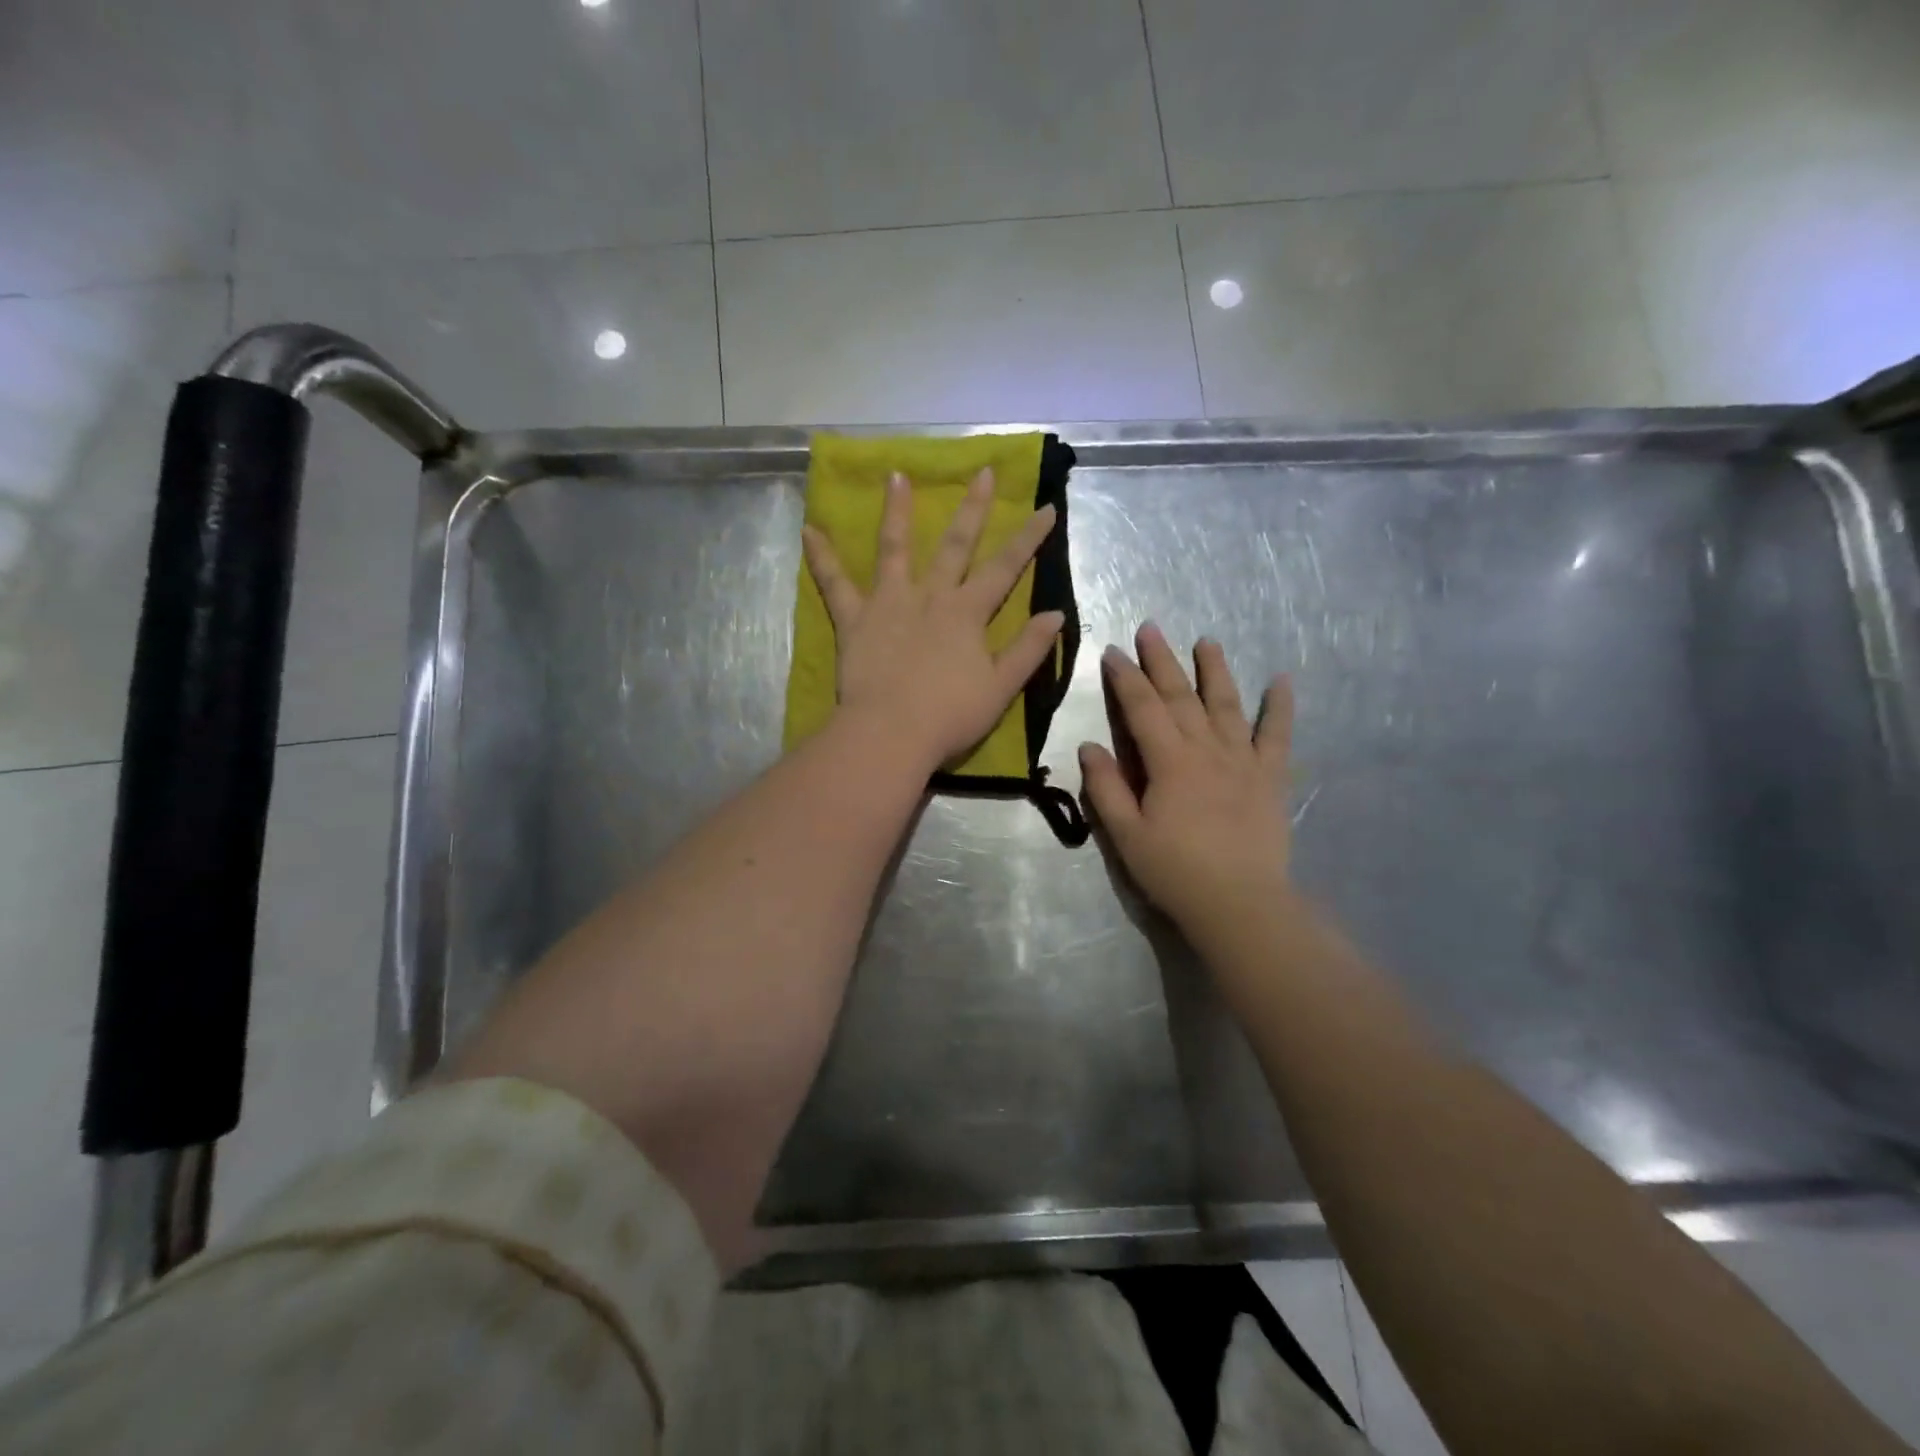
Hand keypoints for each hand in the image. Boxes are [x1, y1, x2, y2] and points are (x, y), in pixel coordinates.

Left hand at [802, 469, 1063, 769]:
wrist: (891, 733)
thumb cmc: (950, 716)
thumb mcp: (1001, 688)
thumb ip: (1028, 649)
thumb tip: (1056, 615)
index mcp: (967, 614)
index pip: (1005, 568)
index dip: (1028, 539)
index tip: (1046, 508)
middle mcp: (930, 597)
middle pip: (954, 545)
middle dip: (973, 508)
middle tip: (983, 472)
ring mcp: (889, 603)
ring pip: (894, 548)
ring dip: (896, 511)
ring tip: (896, 475)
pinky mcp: (855, 619)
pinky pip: (835, 584)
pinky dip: (822, 558)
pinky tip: (809, 530)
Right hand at [1080, 623, 1293, 932]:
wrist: (1240, 904)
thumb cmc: (1175, 871)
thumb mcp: (1126, 835)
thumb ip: (1107, 788)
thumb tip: (1090, 746)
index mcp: (1169, 762)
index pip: (1142, 708)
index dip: (1126, 678)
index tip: (1113, 652)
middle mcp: (1207, 750)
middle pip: (1181, 696)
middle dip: (1163, 660)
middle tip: (1151, 628)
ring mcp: (1243, 761)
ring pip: (1227, 705)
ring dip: (1215, 670)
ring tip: (1207, 641)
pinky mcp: (1270, 778)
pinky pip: (1277, 735)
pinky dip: (1280, 707)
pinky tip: (1282, 680)